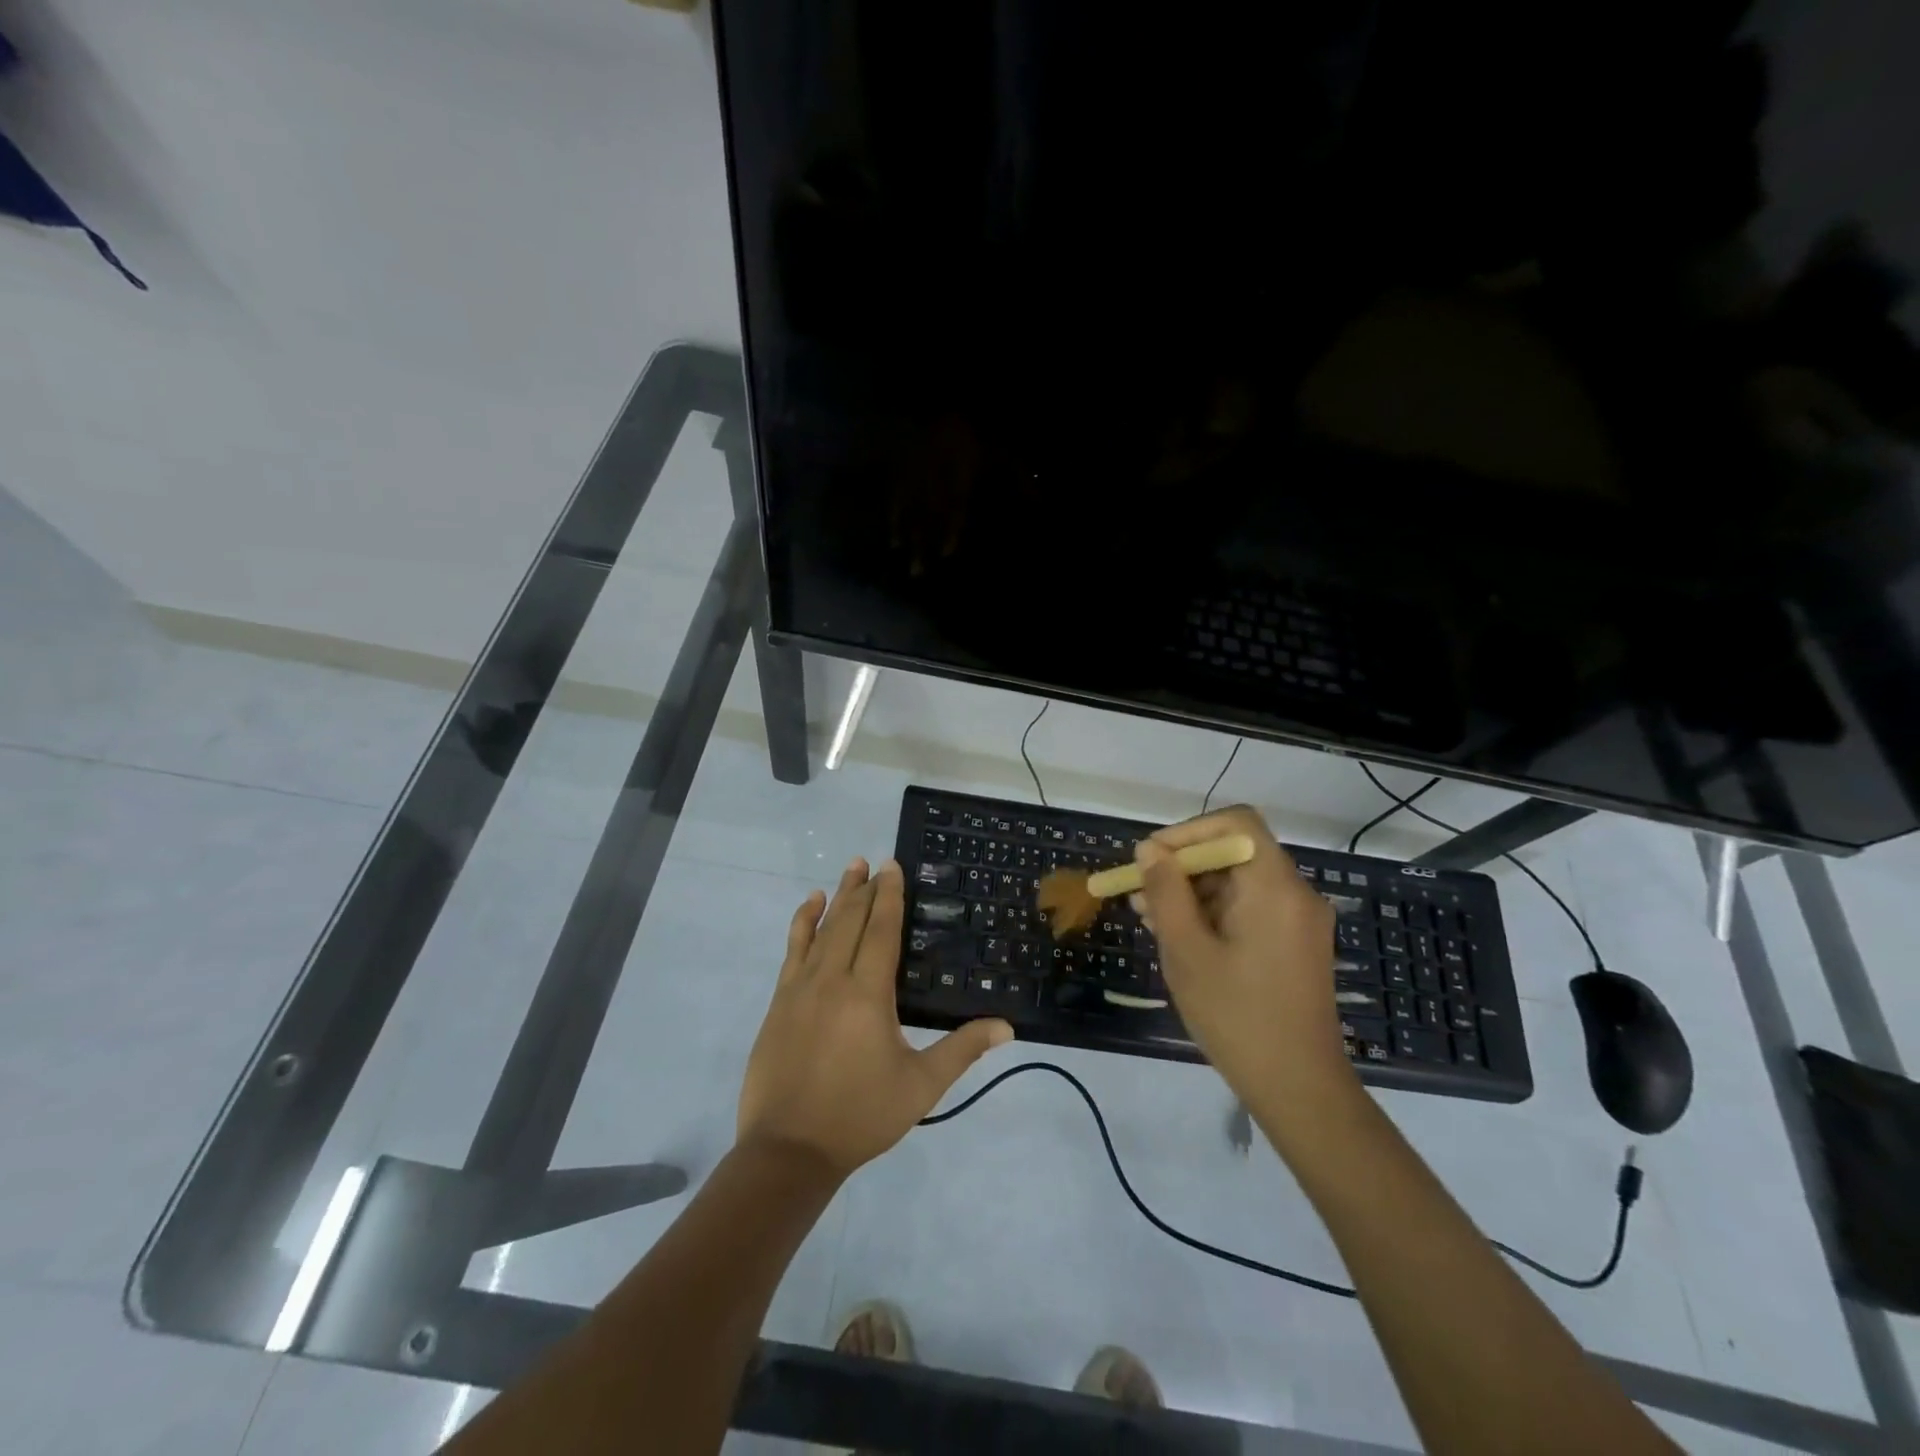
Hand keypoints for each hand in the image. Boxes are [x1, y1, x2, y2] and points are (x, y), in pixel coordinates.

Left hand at [738, 858, 1013, 1178]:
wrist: (789, 1150)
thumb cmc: (861, 1115)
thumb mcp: (921, 1086)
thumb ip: (963, 1050)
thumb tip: (1007, 1026)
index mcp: (868, 993)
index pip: (881, 930)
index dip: (889, 896)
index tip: (893, 866)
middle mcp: (832, 979)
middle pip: (850, 921)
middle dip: (865, 888)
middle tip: (874, 861)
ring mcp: (800, 988)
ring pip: (821, 929)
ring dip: (837, 897)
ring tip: (849, 869)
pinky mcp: (779, 1002)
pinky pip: (792, 950)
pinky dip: (802, 923)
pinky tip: (809, 906)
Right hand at [1132, 806, 1355, 1112]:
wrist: (1299, 1088)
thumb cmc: (1236, 1016)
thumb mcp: (1187, 950)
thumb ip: (1166, 892)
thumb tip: (1150, 849)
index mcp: (1274, 887)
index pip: (1236, 823)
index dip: (1189, 831)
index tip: (1152, 858)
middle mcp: (1295, 893)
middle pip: (1235, 853)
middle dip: (1183, 867)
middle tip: (1140, 894)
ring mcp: (1300, 921)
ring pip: (1239, 883)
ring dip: (1193, 893)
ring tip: (1150, 919)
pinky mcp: (1297, 944)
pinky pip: (1251, 909)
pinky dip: (1215, 913)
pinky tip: (1180, 937)